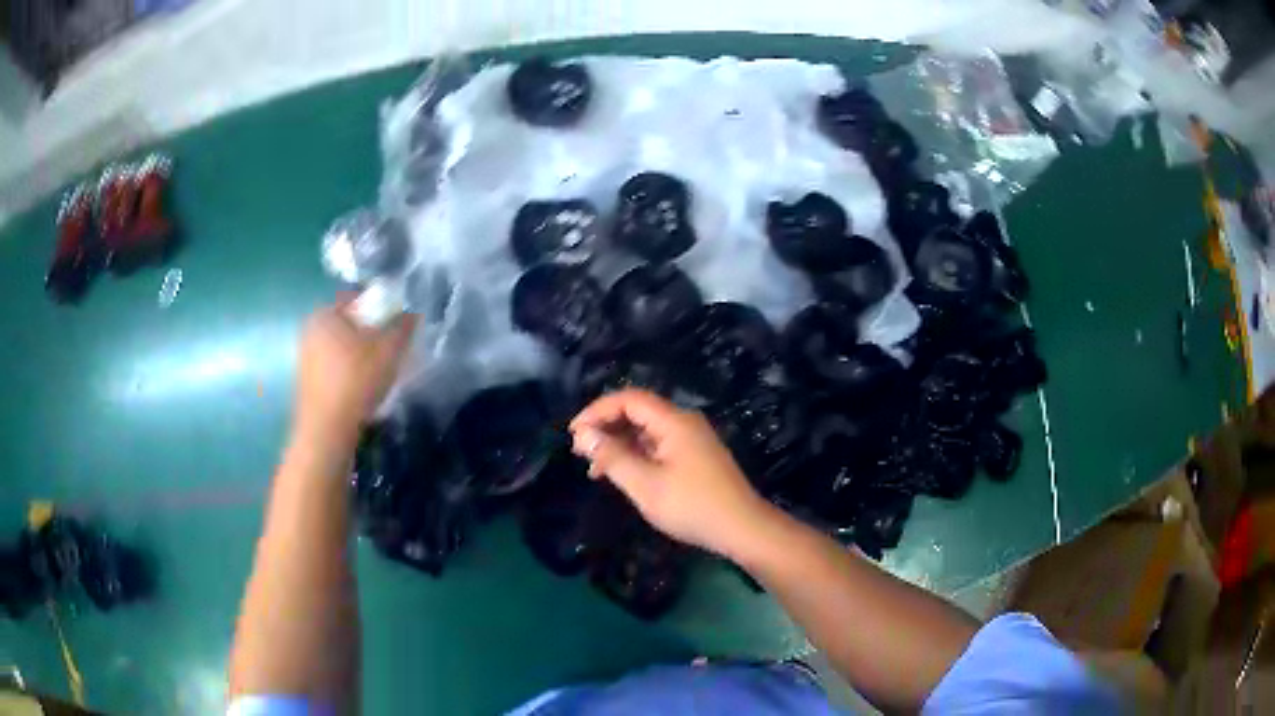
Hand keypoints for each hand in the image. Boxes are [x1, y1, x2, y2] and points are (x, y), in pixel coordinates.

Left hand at [293, 300, 417, 446]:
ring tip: (380, 373)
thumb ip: (403, 325)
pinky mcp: (307, 384)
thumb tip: (411, 311)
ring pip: (340, 348)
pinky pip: (333, 369)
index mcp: (324, 314)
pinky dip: (348, 374)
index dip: (380, 308)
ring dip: (359, 356)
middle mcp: (309, 331)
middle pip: (347, 325)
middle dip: (369, 333)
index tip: (396, 326)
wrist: (328, 431)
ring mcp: (305, 358)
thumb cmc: (356, 381)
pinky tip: (363, 391)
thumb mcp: (389, 349)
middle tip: (391, 349)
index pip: (356, 299)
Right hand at [569, 389, 776, 557]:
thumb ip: (612, 457)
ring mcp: (692, 439)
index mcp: (674, 421)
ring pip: (646, 431)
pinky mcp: (695, 457)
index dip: (597, 411)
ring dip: (618, 444)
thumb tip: (584, 435)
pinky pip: (658, 445)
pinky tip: (621, 475)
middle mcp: (684, 422)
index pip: (629, 399)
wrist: (742, 528)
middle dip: (605, 428)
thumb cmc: (691, 506)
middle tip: (578, 452)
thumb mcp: (645, 484)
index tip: (573, 433)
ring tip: (594, 469)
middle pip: (638, 412)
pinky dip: (636, 455)